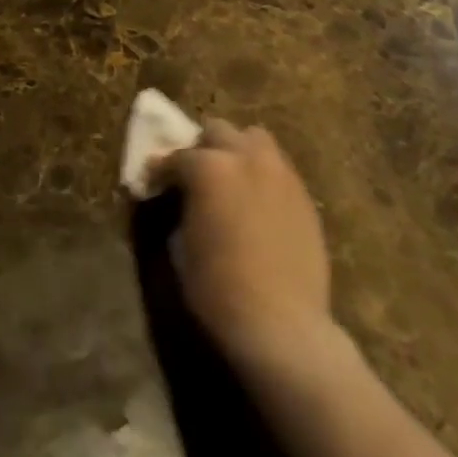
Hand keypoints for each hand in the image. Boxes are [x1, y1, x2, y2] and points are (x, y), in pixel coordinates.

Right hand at [151, 119, 345, 379]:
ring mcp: (280, 174)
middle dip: (202, 149)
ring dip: (237, 152)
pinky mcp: (303, 196)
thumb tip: (178, 196)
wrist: (282, 325)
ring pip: (255, 139)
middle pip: (218, 132)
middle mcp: (246, 158)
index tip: (153, 184)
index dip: (161, 171)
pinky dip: (261, 175)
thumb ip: (180, 206)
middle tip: (194, 177)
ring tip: (230, 180)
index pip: (176, 157)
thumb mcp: (182, 244)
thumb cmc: (218, 288)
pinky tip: (255, 203)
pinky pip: (278, 169)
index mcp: (209, 168)